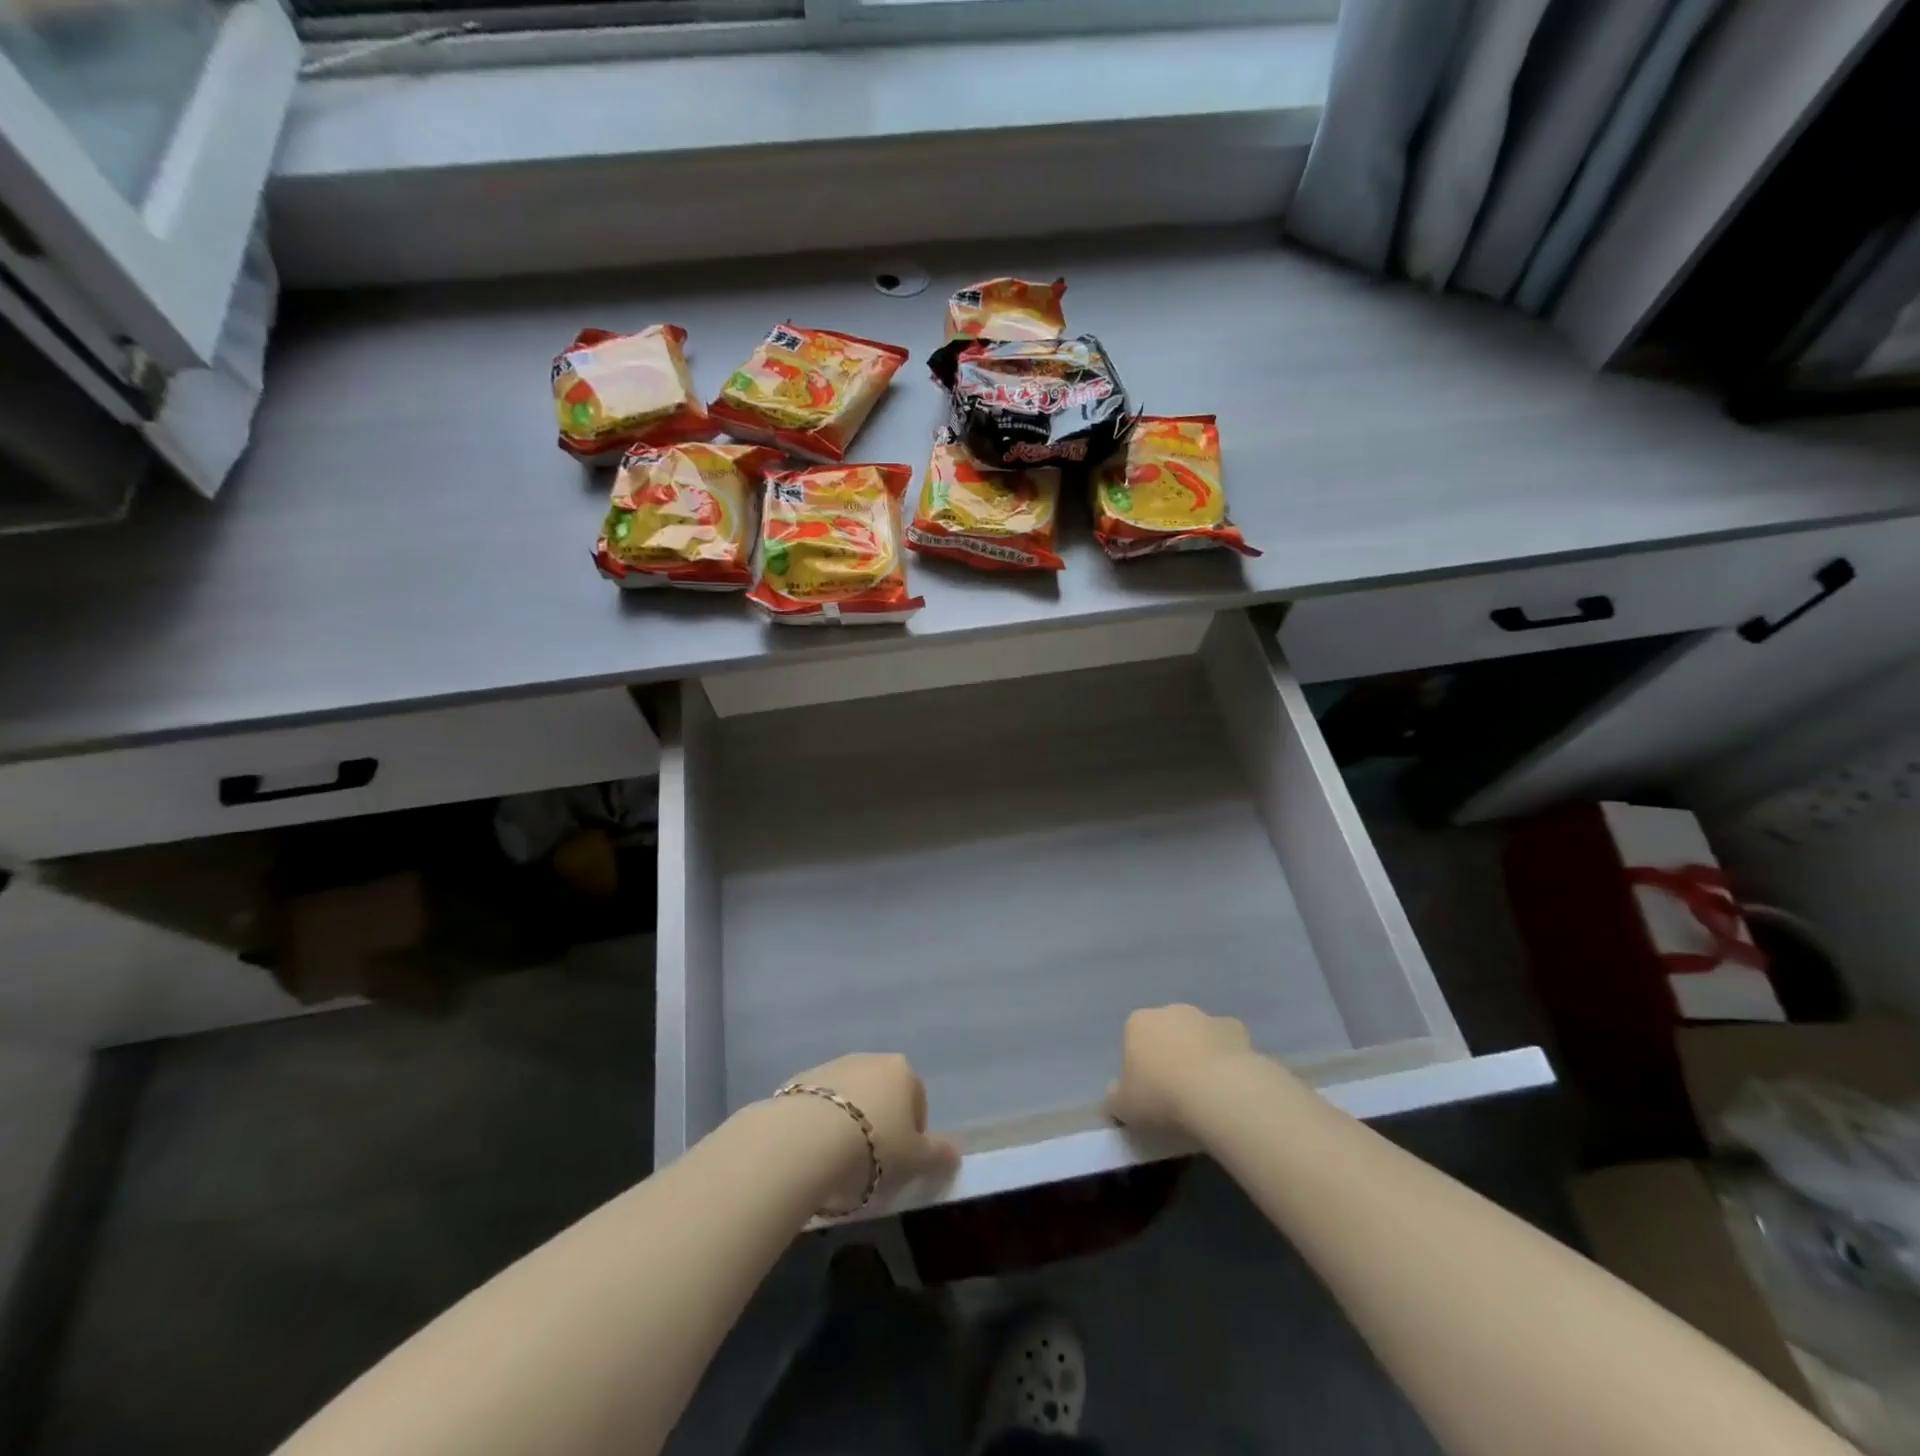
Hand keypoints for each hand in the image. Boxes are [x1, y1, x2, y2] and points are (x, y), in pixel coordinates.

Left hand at [781, 1053, 958, 1210]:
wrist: (807, 1139)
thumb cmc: (874, 1146)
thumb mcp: (916, 1159)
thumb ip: (939, 1154)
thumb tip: (956, 1153)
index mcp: (902, 1070)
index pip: (917, 1100)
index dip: (913, 1134)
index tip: (902, 1163)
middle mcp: (869, 1059)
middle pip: (882, 1094)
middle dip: (881, 1123)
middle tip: (873, 1163)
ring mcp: (833, 1065)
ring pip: (850, 1097)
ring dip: (850, 1122)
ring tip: (840, 1160)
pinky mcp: (801, 1080)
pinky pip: (820, 1104)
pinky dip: (821, 1123)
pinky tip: (815, 1151)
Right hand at [1107, 1004, 1256, 1131]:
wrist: (1217, 1091)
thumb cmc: (1161, 1095)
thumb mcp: (1123, 1106)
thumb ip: (1115, 1097)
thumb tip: (1116, 1095)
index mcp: (1138, 1023)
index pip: (1133, 1039)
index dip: (1139, 1066)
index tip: (1148, 1093)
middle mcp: (1169, 1011)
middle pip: (1166, 1032)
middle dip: (1170, 1054)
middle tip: (1176, 1092)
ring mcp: (1204, 1017)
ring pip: (1197, 1035)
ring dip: (1199, 1055)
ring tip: (1206, 1093)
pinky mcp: (1235, 1029)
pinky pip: (1226, 1044)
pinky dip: (1227, 1058)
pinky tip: (1230, 1084)